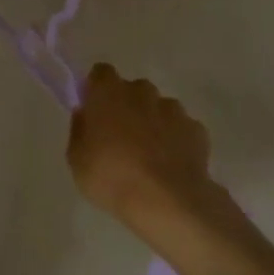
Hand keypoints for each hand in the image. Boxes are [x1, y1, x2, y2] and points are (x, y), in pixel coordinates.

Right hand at [67, 63, 218, 234]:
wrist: (167, 201)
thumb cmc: (111, 177)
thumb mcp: (76, 159)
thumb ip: (79, 130)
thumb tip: (85, 115)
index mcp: (108, 93)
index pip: (101, 72)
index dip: (97, 88)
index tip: (94, 109)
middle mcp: (142, 92)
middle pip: (132, 89)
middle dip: (126, 105)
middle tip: (119, 136)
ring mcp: (173, 109)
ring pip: (159, 107)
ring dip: (152, 122)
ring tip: (149, 155)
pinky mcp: (197, 129)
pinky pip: (181, 128)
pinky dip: (175, 139)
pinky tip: (170, 164)